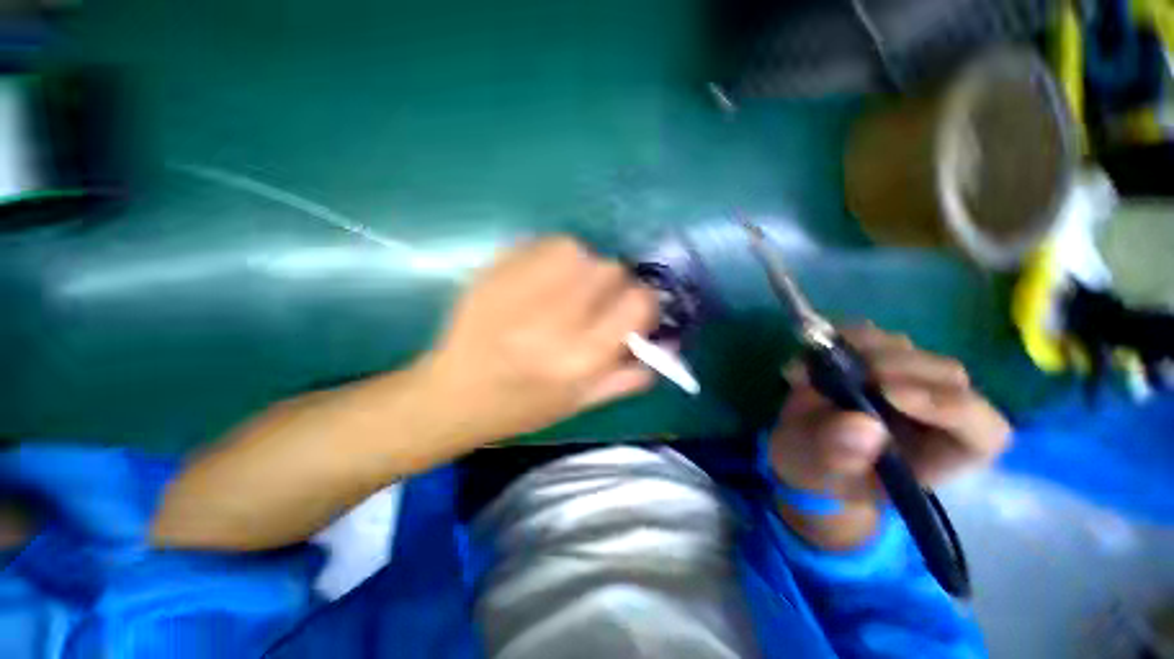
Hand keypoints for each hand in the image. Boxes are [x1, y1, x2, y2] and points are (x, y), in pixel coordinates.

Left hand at [416, 236, 658, 448]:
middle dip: (615, 282)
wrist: (452, 396)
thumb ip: (628, 376)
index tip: (634, 310)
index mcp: (580, 358)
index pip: (637, 304)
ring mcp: (521, 292)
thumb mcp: (580, 403)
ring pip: (578, 250)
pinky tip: (542, 277)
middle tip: (599, 298)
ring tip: (570, 286)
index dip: (645, 302)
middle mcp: (555, 321)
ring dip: (585, 265)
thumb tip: (667, 348)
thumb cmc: (521, 408)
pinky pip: (540, 245)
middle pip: (610, 270)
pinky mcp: (494, 274)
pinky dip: (552, 255)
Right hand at [768, 324, 1010, 546]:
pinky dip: (836, 338)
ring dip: (862, 347)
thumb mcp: (821, 476)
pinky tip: (809, 355)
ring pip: (906, 349)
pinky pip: (866, 336)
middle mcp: (933, 413)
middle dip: (898, 367)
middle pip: (946, 377)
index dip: (949, 406)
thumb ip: (838, 458)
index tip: (888, 394)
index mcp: (940, 455)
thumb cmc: (820, 477)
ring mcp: (903, 382)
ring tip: (815, 364)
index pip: (983, 431)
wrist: (801, 451)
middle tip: (846, 369)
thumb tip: (864, 425)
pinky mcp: (871, 361)